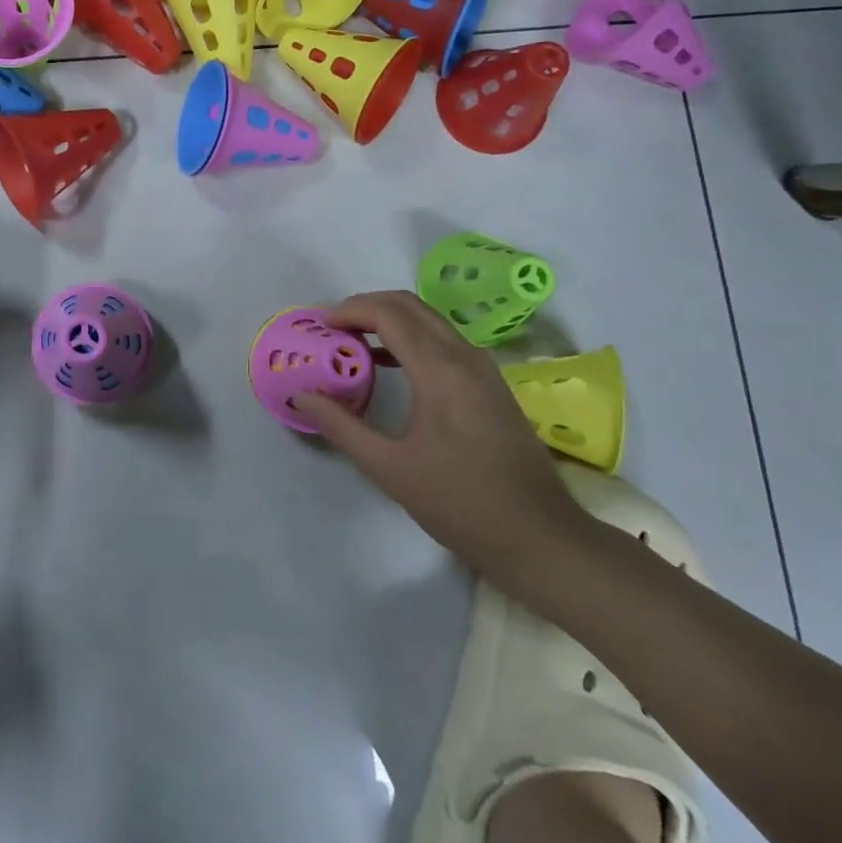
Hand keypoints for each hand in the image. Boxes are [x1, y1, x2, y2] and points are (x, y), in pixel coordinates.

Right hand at [291, 291, 584, 578]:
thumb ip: (341, 426)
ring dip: (389, 320)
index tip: (320, 327)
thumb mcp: (389, 468)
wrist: (540, 537)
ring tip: (353, 343)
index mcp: (440, 370)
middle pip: (410, 305)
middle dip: (367, 307)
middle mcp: (465, 356)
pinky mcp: (491, 384)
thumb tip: (301, 397)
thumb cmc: (460, 503)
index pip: (389, 314)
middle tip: (332, 329)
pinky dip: (411, 338)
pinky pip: (444, 341)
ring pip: (430, 320)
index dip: (350, 310)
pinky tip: (389, 365)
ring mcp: (483, 369)